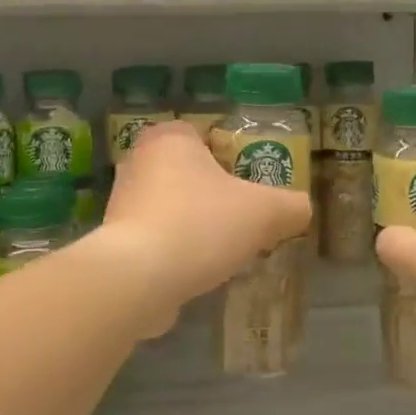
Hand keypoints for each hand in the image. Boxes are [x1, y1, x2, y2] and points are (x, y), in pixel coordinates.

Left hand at [95, 121, 310, 315]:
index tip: (251, 187)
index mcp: (170, 139)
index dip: (233, 159)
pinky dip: (175, 251)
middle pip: (190, 173)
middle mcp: (139, 161)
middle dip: (214, 195)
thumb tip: (300, 210)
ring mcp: (122, 201)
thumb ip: (291, 206)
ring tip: (224, 250)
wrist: (138, 278)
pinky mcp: (115, 240)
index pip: (206, 136)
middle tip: (243, 220)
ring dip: (195, 225)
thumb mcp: (264, 212)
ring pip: (172, 207)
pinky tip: (197, 271)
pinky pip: (156, 238)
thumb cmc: (201, 225)